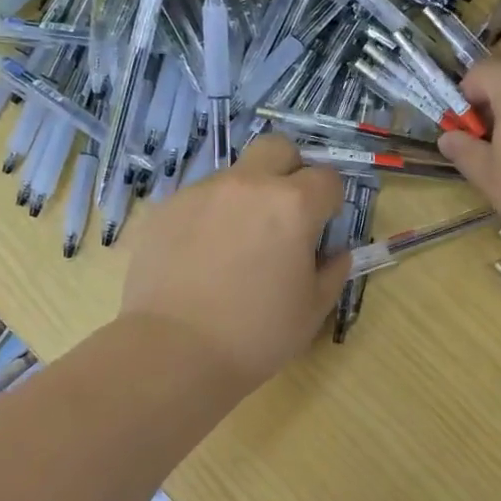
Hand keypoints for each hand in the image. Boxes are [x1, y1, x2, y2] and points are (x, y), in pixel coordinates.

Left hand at [120, 134, 350, 393]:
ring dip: (247, 196)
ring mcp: (202, 192)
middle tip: (285, 212)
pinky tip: (202, 257)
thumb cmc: (255, 335)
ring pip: (236, 174)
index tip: (322, 228)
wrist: (172, 352)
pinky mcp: (167, 208)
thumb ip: (332, 272)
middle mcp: (248, 185)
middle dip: (291, 170)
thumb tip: (334, 254)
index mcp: (292, 205)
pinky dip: (211, 216)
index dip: (331, 202)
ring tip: (237, 245)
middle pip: (278, 148)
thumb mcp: (312, 310)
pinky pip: (200, 199)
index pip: (327, 178)